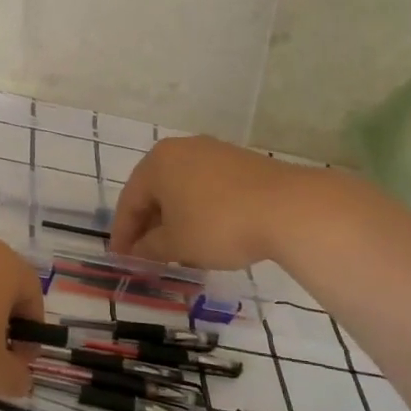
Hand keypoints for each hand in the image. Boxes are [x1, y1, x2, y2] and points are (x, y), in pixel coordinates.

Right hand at [110, 135, 301, 268]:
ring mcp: (214, 152)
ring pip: (182, 190)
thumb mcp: (176, 244)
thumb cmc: (218, 225)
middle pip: (155, 192)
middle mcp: (182, 149)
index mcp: (157, 162)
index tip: (122, 260)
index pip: (129, 201)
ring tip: (177, 249)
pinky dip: (199, 211)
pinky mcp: (241, 162)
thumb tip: (139, 250)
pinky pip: (207, 188)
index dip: (123, 235)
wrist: (288, 208)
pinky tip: (207, 235)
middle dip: (149, 226)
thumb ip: (149, 248)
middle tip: (147, 256)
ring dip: (175, 220)